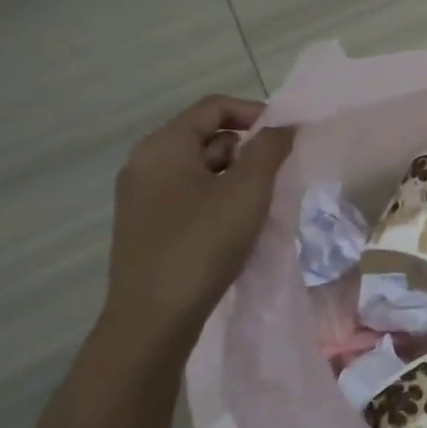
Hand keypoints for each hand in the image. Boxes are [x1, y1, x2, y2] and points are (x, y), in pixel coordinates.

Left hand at [103, 95, 294, 355]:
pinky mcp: (145, 225)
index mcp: (162, 146)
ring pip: (199, 168)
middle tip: (276, 175)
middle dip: (246, 149)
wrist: (152, 321)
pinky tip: (236, 226)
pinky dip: (216, 197)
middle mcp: (144, 163)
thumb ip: (270, 149)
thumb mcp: (247, 191)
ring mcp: (141, 197)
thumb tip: (285, 127)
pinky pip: (188, 194)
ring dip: (234, 176)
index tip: (286, 137)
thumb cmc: (202, 244)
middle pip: (206, 136)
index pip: (214, 107)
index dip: (255, 113)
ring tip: (260, 204)